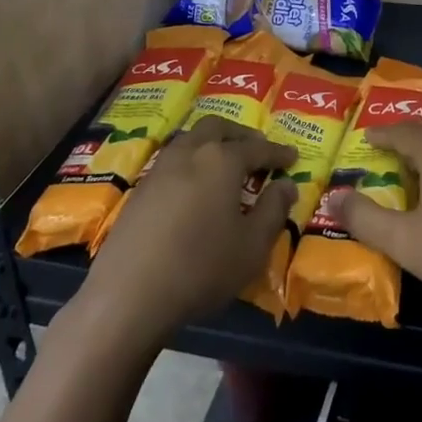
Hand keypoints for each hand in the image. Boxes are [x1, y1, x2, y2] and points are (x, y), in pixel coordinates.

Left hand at [84, 118, 294, 341]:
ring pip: (191, 139)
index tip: (293, 157)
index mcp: (222, 160)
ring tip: (225, 164)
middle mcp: (190, 152)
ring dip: (212, 143)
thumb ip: (273, 210)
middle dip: (241, 134)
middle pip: (218, 127)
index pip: (257, 148)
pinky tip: (194, 187)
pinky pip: (173, 160)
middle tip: (257, 149)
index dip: (278, 153)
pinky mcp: (140, 189)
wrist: (128, 295)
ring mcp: (160, 168)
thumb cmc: (201, 267)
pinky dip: (192, 162)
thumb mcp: (252, 246)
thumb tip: (287, 185)